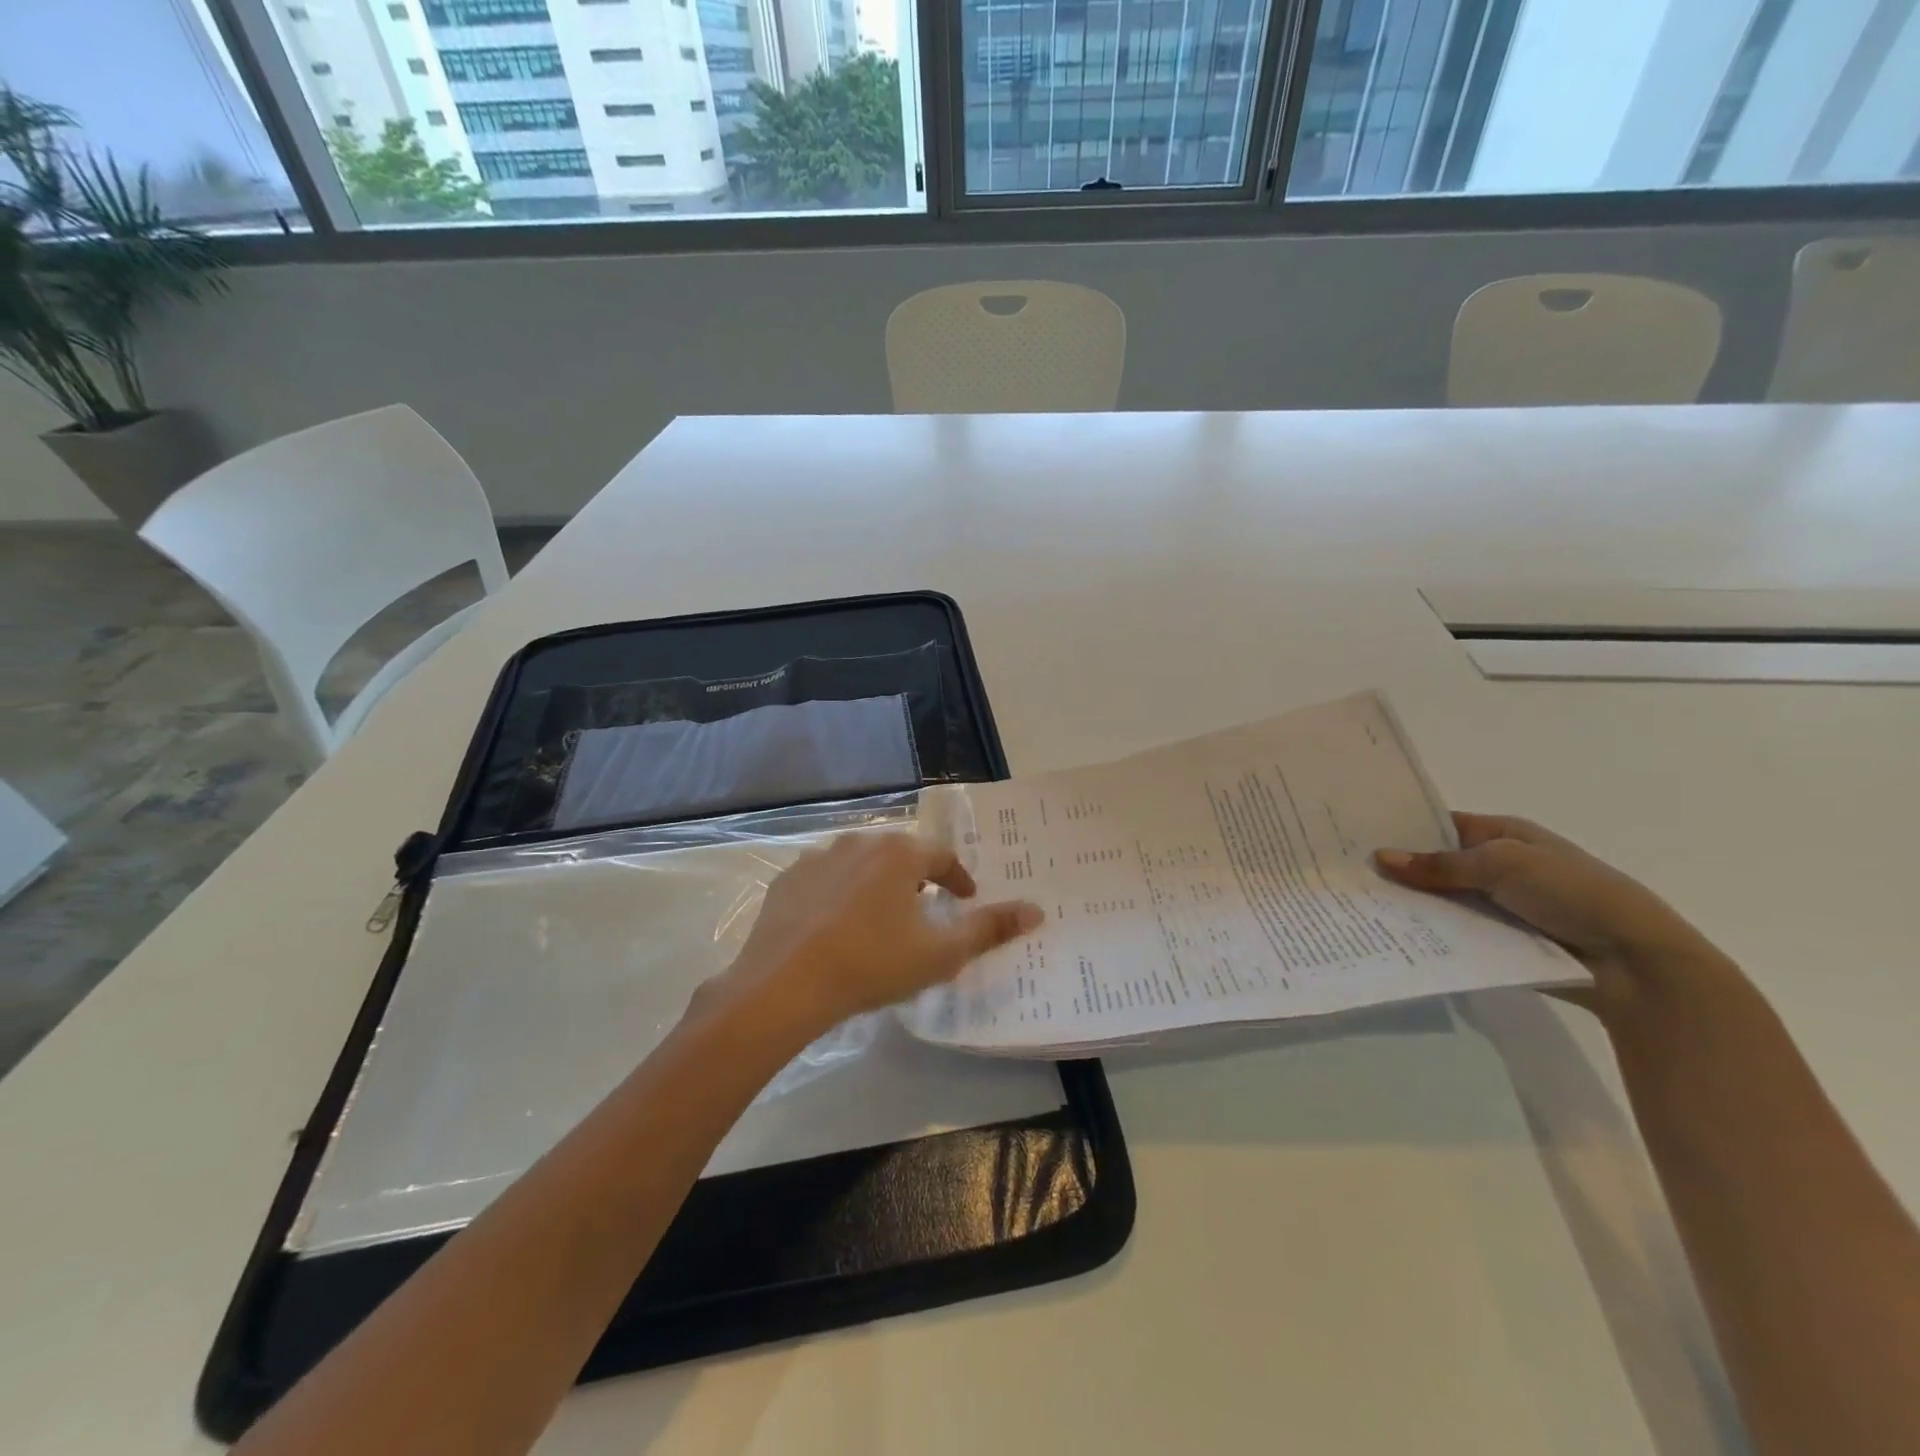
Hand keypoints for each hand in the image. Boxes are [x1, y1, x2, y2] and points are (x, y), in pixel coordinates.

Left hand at [712, 830, 1043, 1034]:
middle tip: (924, 910)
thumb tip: (1036, 910)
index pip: (942, 857)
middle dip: (917, 879)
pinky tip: (835, 925)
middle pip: (900, 855)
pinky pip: (825, 879)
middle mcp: (859, 842)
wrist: (784, 985)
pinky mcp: (788, 879)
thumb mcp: (940, 954)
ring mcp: (818, 858)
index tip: (964, 900)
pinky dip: (838, 895)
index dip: (958, 879)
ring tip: (880, 918)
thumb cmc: (872, 964)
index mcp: (899, 853)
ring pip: (860, 864)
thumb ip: (989, 929)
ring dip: (877, 884)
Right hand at [1374, 812, 1731, 1016]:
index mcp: (1504, 835)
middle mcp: (1498, 867)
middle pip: (1435, 864)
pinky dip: (1428, 934)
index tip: (1354, 833)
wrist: (1636, 964)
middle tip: (1343, 871)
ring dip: (1410, 904)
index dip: (1402, 827)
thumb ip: (1441, 865)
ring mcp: (1498, 906)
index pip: (1440, 824)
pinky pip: (1454, 934)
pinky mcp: (1498, 943)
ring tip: (1355, 905)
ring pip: (1441, 901)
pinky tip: (1388, 936)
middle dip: (1398, 869)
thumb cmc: (1574, 894)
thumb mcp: (1504, 865)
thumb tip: (1381, 858)